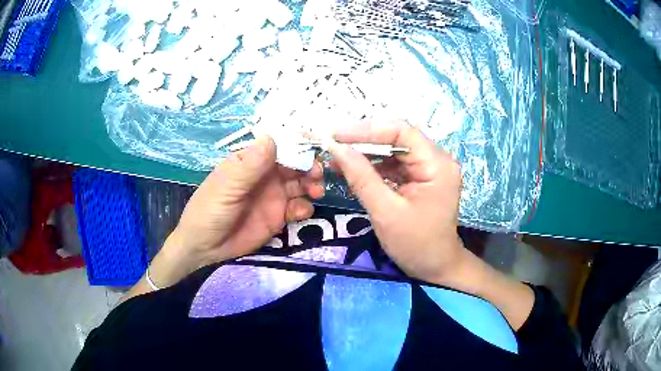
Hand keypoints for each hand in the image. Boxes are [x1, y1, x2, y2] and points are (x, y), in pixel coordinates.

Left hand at [152, 135, 323, 286]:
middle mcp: (265, 175)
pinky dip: (304, 207)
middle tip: (317, 174)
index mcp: (251, 161)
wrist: (206, 247)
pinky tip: (300, 213)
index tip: (313, 147)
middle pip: (294, 164)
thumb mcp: (227, 187)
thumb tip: (272, 138)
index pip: (278, 146)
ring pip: (301, 184)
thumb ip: (250, 166)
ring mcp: (273, 195)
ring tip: (315, 192)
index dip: (297, 145)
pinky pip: (298, 207)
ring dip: (312, 185)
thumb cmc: (210, 210)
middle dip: (309, 166)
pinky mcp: (279, 216)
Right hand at [328, 120, 466, 284]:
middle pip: (398, 138)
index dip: (366, 129)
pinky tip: (354, 171)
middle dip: (363, 141)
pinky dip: (375, 167)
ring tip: (338, 159)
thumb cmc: (415, 245)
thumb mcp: (385, 212)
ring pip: (394, 150)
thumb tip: (336, 149)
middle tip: (333, 145)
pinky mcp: (422, 178)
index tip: (336, 135)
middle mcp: (437, 159)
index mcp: (437, 164)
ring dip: (367, 154)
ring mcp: (431, 168)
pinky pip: (396, 165)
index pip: (401, 132)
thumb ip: (361, 177)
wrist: (436, 267)